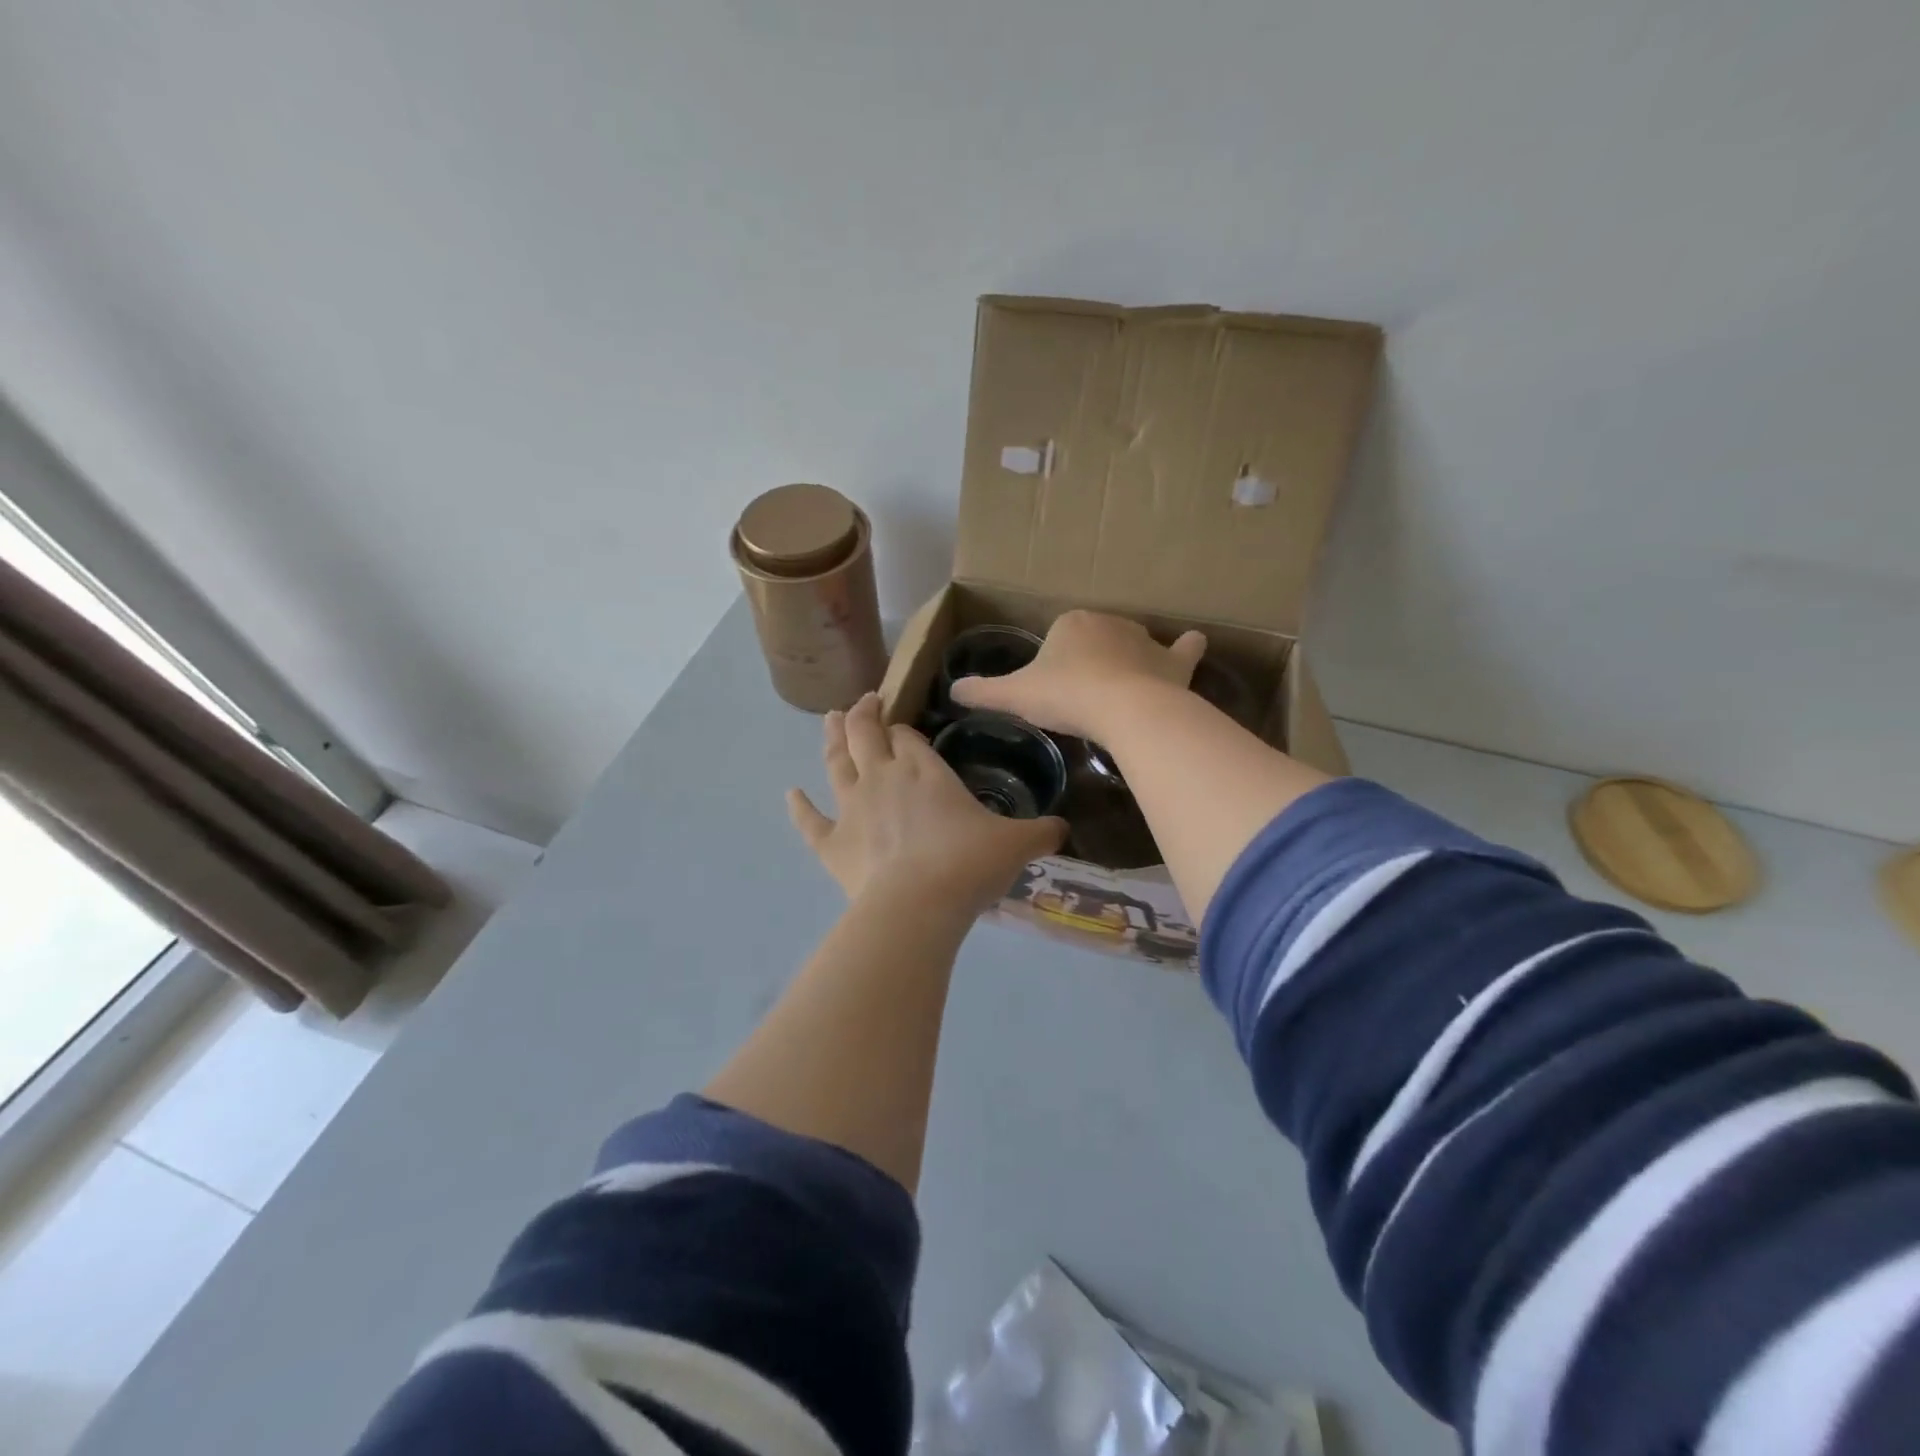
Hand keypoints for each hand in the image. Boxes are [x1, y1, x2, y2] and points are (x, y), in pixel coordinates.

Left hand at [787, 694, 1067, 913]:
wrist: (918, 906)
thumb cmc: (968, 865)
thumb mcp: (1016, 845)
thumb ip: (1041, 833)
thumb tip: (1065, 829)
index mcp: (924, 770)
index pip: (908, 736)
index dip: (904, 728)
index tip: (904, 726)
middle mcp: (883, 778)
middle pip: (866, 734)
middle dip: (864, 714)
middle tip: (863, 702)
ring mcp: (852, 808)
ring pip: (835, 762)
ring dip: (832, 739)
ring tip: (830, 720)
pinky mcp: (832, 844)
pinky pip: (810, 821)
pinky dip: (799, 807)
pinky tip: (790, 794)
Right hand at [949, 610, 1205, 739]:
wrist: (1123, 709)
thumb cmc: (1065, 696)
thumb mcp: (1013, 696)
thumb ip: (982, 692)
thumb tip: (952, 692)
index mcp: (1071, 623)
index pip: (1059, 636)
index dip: (1055, 663)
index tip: (1053, 690)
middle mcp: (1110, 622)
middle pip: (1096, 640)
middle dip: (1090, 661)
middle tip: (1081, 698)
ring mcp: (1146, 640)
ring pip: (1133, 645)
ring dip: (1128, 660)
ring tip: (1119, 693)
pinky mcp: (1175, 662)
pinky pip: (1184, 650)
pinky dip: (1186, 650)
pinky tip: (1189, 650)